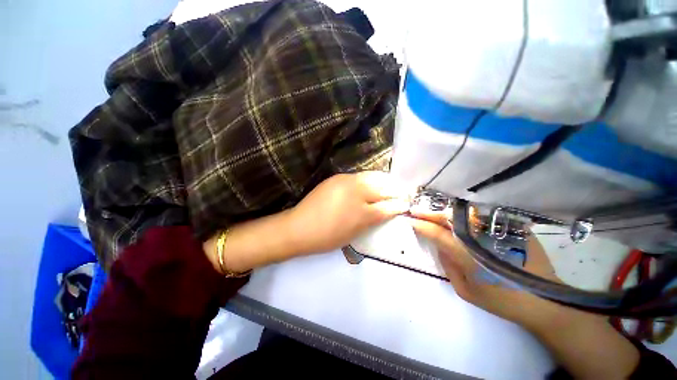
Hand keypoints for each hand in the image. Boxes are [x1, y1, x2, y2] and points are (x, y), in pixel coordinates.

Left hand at [289, 172, 410, 254]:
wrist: (300, 227)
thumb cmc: (328, 237)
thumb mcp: (354, 232)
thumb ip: (373, 219)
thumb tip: (388, 210)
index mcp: (362, 211)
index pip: (388, 205)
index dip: (400, 204)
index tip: (406, 204)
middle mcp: (357, 191)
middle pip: (383, 186)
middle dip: (394, 190)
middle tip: (399, 194)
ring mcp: (345, 181)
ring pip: (372, 177)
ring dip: (382, 182)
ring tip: (386, 187)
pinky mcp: (336, 177)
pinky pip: (358, 176)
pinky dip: (367, 180)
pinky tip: (367, 185)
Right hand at [408, 210, 561, 329]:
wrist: (545, 300)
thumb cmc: (501, 300)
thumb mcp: (466, 290)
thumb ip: (448, 265)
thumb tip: (440, 246)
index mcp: (468, 255)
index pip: (438, 234)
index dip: (422, 225)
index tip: (411, 220)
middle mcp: (481, 237)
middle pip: (450, 218)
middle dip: (430, 213)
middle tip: (417, 210)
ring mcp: (499, 230)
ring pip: (465, 213)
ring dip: (446, 211)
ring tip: (434, 211)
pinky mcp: (513, 227)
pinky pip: (484, 214)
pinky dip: (467, 212)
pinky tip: (459, 213)